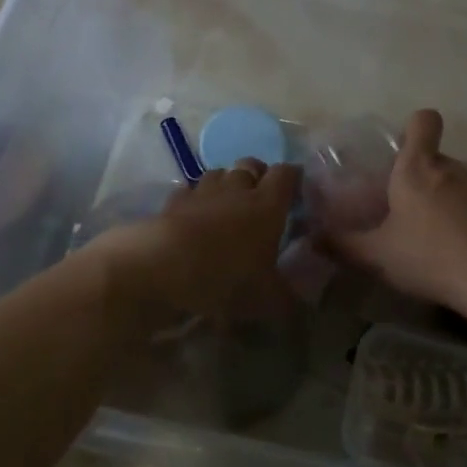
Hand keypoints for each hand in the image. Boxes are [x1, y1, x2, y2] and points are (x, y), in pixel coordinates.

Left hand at [89, 159, 301, 319]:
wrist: (163, 267)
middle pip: (251, 164)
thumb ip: (289, 298)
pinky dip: (196, 197)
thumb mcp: (266, 300)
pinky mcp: (174, 201)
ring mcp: (203, 191)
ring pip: (220, 173)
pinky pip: (190, 190)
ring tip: (228, 203)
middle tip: (261, 197)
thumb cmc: (225, 278)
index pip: (287, 174)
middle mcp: (237, 189)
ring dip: (227, 183)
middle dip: (259, 175)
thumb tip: (304, 302)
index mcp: (268, 205)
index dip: (293, 178)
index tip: (297, 189)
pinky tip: (195, 214)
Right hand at [324, 110, 466, 307]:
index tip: (396, 151)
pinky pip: (466, 203)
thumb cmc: (428, 256)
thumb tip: (312, 238)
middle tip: (395, 204)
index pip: (423, 120)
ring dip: (435, 197)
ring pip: (448, 181)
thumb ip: (342, 244)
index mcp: (417, 167)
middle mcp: (448, 169)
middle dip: (414, 174)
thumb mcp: (376, 255)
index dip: (411, 127)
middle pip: (431, 155)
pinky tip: (445, 248)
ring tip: (419, 231)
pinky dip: (455, 217)